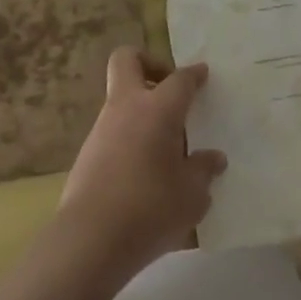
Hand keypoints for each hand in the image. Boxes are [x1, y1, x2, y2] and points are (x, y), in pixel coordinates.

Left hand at [57, 47, 225, 275]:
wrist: (91, 239)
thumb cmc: (151, 209)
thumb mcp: (192, 195)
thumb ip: (203, 171)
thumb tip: (213, 158)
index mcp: (158, 110)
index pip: (179, 79)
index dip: (194, 75)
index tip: (203, 74)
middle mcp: (126, 108)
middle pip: (127, 60)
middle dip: (149, 63)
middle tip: (169, 88)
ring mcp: (101, 129)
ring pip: (119, 98)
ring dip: (141, 108)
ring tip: (166, 143)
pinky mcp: (87, 153)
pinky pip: (113, 130)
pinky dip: (130, 136)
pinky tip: (146, 169)